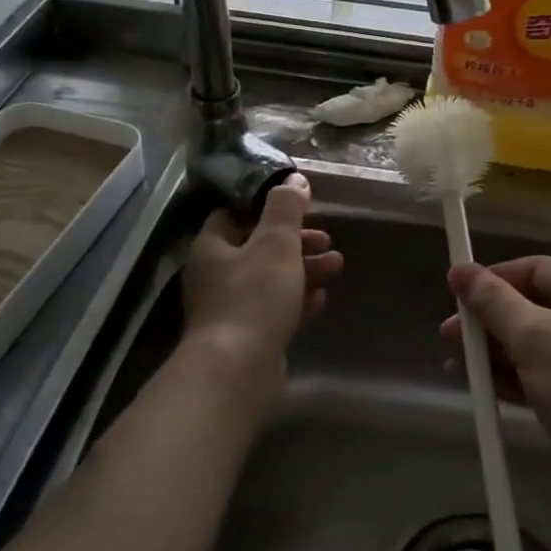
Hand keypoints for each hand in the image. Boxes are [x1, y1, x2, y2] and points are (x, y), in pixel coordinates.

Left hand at [182, 174, 342, 401]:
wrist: (237, 370)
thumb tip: (293, 179)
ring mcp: (229, 309)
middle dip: (296, 242)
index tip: (299, 205)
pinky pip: (274, 310)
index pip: (235, 214)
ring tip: (337, 266)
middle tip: (327, 240)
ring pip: (270, 280)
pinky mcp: (246, 337)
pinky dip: (297, 301)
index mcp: (213, 247)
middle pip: (258, 248)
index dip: (266, 206)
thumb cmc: (253, 296)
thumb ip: (286, 208)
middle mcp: (215, 275)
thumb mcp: (276, 242)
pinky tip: (321, 300)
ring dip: (303, 270)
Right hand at [443, 257, 550, 485]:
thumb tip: (461, 270)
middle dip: (488, 322)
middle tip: (449, 340)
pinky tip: (486, 389)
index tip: (455, 296)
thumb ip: (493, 302)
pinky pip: (547, 373)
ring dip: (496, 352)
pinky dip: (517, 378)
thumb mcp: (533, 338)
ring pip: (536, 343)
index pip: (533, 268)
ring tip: (457, 367)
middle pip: (531, 306)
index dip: (492, 278)